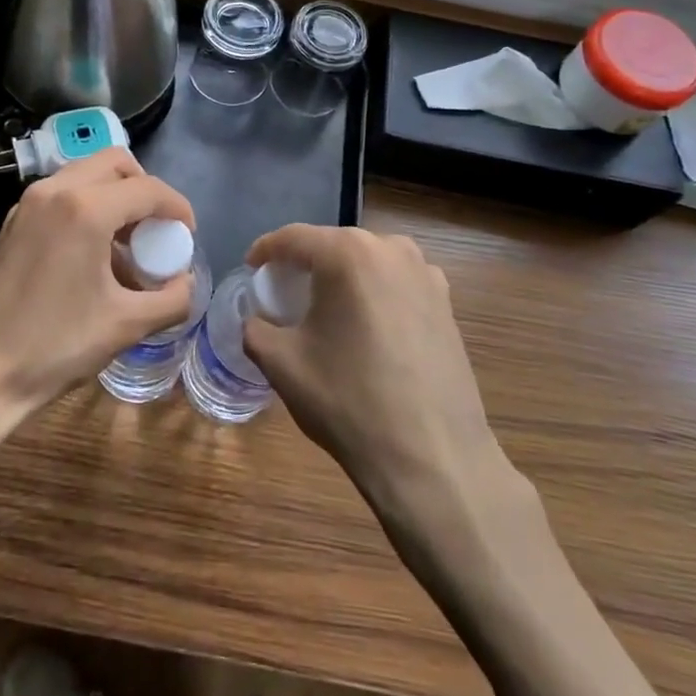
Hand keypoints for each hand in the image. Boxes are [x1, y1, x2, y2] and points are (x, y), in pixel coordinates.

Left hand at [0, 149, 194, 416]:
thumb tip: (186, 283)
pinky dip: (87, 206)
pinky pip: (62, 193)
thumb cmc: (55, 346)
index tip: (187, 235)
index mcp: (85, 209)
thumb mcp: (126, 325)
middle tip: (156, 229)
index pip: (148, 189)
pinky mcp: (13, 220)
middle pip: (115, 163)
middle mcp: (55, 190)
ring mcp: (28, 203)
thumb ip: (172, 299)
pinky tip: (93, 252)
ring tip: (127, 242)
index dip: (177, 208)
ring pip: (85, 173)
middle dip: (145, 189)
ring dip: (114, 195)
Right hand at [242, 225, 505, 514]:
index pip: (293, 237)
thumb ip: (255, 329)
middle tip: (282, 292)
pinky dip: (372, 293)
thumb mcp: (282, 364)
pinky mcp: (446, 303)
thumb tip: (256, 320)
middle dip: (304, 263)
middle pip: (333, 245)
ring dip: (341, 277)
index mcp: (349, 254)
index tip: (250, 269)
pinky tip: (365, 328)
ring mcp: (426, 274)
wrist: (433, 458)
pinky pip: (395, 283)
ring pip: (367, 261)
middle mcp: (391, 249)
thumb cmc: (350, 402)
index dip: (265, 251)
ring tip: (324, 309)